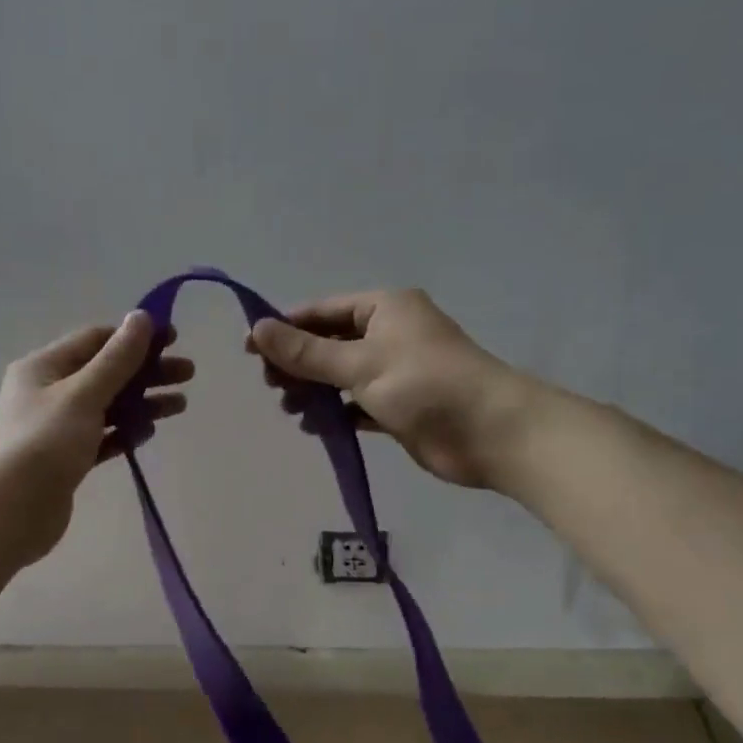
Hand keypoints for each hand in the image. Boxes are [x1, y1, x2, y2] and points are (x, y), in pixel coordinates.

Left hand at [0, 312, 192, 565]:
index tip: (174, 340)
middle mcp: (47, 392)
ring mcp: (56, 427)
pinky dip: (124, 432)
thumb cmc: (44, 444)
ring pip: (107, 406)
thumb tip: (141, 317)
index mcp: (43, 367)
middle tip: (187, 374)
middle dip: (146, 371)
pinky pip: (101, 437)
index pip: (94, 340)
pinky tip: (149, 433)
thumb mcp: (83, 394)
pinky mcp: (66, 459)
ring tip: (180, 406)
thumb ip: (117, 359)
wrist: (9, 512)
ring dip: (142, 402)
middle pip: (105, 373)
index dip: (134, 337)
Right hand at [248, 288, 526, 489]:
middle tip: (271, 387)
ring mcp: (396, 371)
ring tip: (291, 410)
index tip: (250, 351)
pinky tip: (317, 427)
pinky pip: (357, 404)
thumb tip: (258, 329)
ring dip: (314, 390)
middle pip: (329, 343)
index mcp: (384, 308)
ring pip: (341, 375)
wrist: (491, 433)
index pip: (322, 311)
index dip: (285, 328)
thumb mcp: (359, 364)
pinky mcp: (400, 405)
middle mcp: (389, 333)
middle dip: (298, 364)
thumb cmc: (424, 385)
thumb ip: (306, 352)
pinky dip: (337, 413)